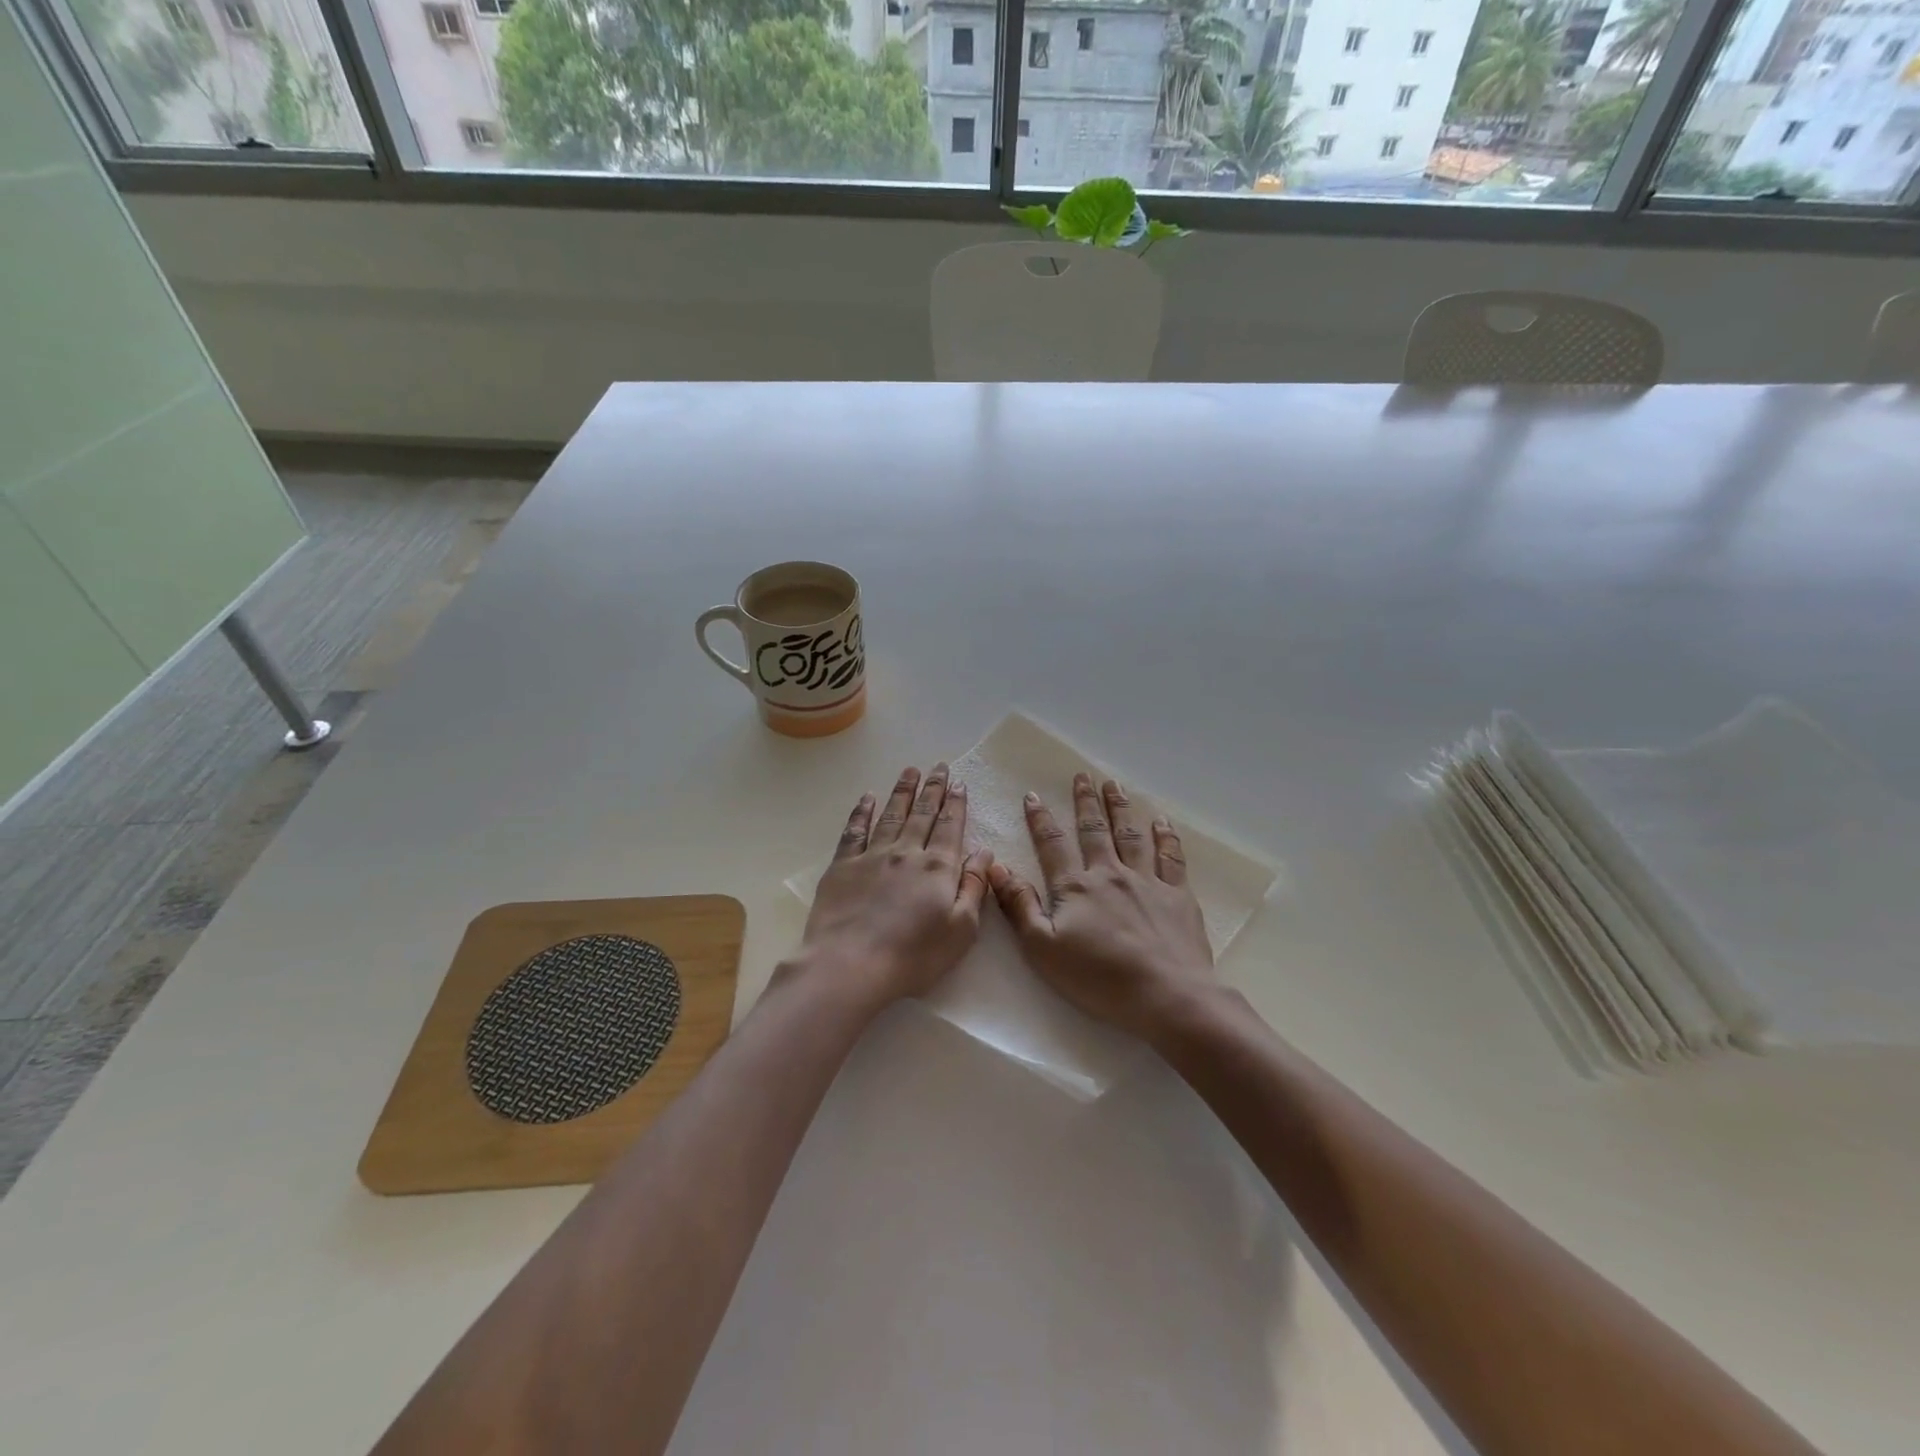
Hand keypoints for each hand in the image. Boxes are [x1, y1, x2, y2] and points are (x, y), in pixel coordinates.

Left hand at [799, 764, 993, 1007]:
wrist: (850, 965)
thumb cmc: (914, 956)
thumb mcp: (961, 929)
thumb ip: (974, 887)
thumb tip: (984, 852)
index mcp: (938, 868)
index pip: (950, 827)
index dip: (955, 803)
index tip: (958, 783)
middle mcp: (906, 852)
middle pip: (922, 814)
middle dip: (932, 788)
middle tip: (938, 766)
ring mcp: (872, 856)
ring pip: (891, 815)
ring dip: (902, 792)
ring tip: (910, 771)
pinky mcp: (842, 866)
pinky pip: (854, 830)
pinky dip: (862, 811)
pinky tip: (867, 798)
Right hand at [987, 773, 1213, 1041]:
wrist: (1166, 994)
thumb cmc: (1098, 978)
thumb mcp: (1043, 948)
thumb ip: (1019, 905)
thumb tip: (995, 866)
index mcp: (1076, 886)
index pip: (1053, 844)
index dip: (1040, 819)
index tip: (1033, 796)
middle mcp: (1110, 874)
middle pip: (1095, 830)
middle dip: (1085, 802)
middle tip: (1082, 776)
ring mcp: (1147, 881)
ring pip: (1131, 835)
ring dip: (1120, 807)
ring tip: (1114, 785)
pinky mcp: (1177, 895)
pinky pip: (1171, 857)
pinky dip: (1165, 836)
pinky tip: (1161, 821)